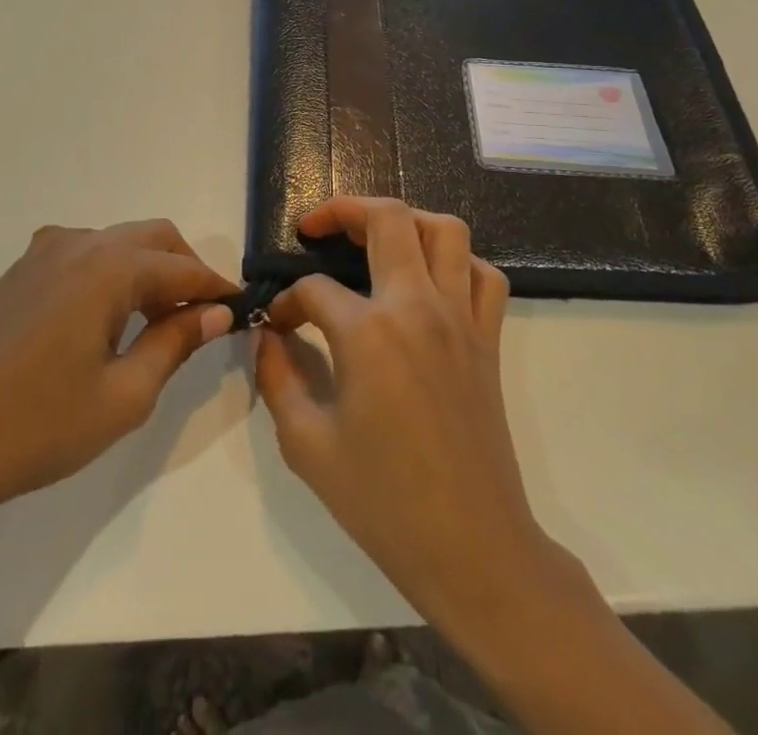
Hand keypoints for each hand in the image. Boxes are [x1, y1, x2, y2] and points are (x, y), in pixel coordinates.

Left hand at [0, 220, 234, 556]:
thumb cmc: (36, 427)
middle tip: (202, 320)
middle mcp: (77, 243)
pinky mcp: (20, 272)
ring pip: (119, 243)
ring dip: (149, 270)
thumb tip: (215, 312)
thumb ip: (175, 343)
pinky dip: (114, 274)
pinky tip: (108, 320)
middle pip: (153, 238)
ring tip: (159, 325)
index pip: (182, 267)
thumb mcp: (123, 396)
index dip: (216, 289)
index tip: (243, 311)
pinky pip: (85, 255)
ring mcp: (43, 252)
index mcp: (107, 266)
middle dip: (186, 270)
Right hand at [253, 198, 574, 633]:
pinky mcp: (488, 338)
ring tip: (375, 238)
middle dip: (343, 210)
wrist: (473, 549)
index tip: (277, 325)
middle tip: (317, 227)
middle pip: (386, 219)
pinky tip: (431, 280)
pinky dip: (458, 262)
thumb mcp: (307, 445)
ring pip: (445, 230)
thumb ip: (277, 378)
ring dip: (406, 220)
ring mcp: (460, 318)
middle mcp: (417, 307)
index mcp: (369, 333)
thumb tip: (268, 337)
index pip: (315, 289)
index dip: (287, 302)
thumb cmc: (383, 502)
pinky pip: (484, 274)